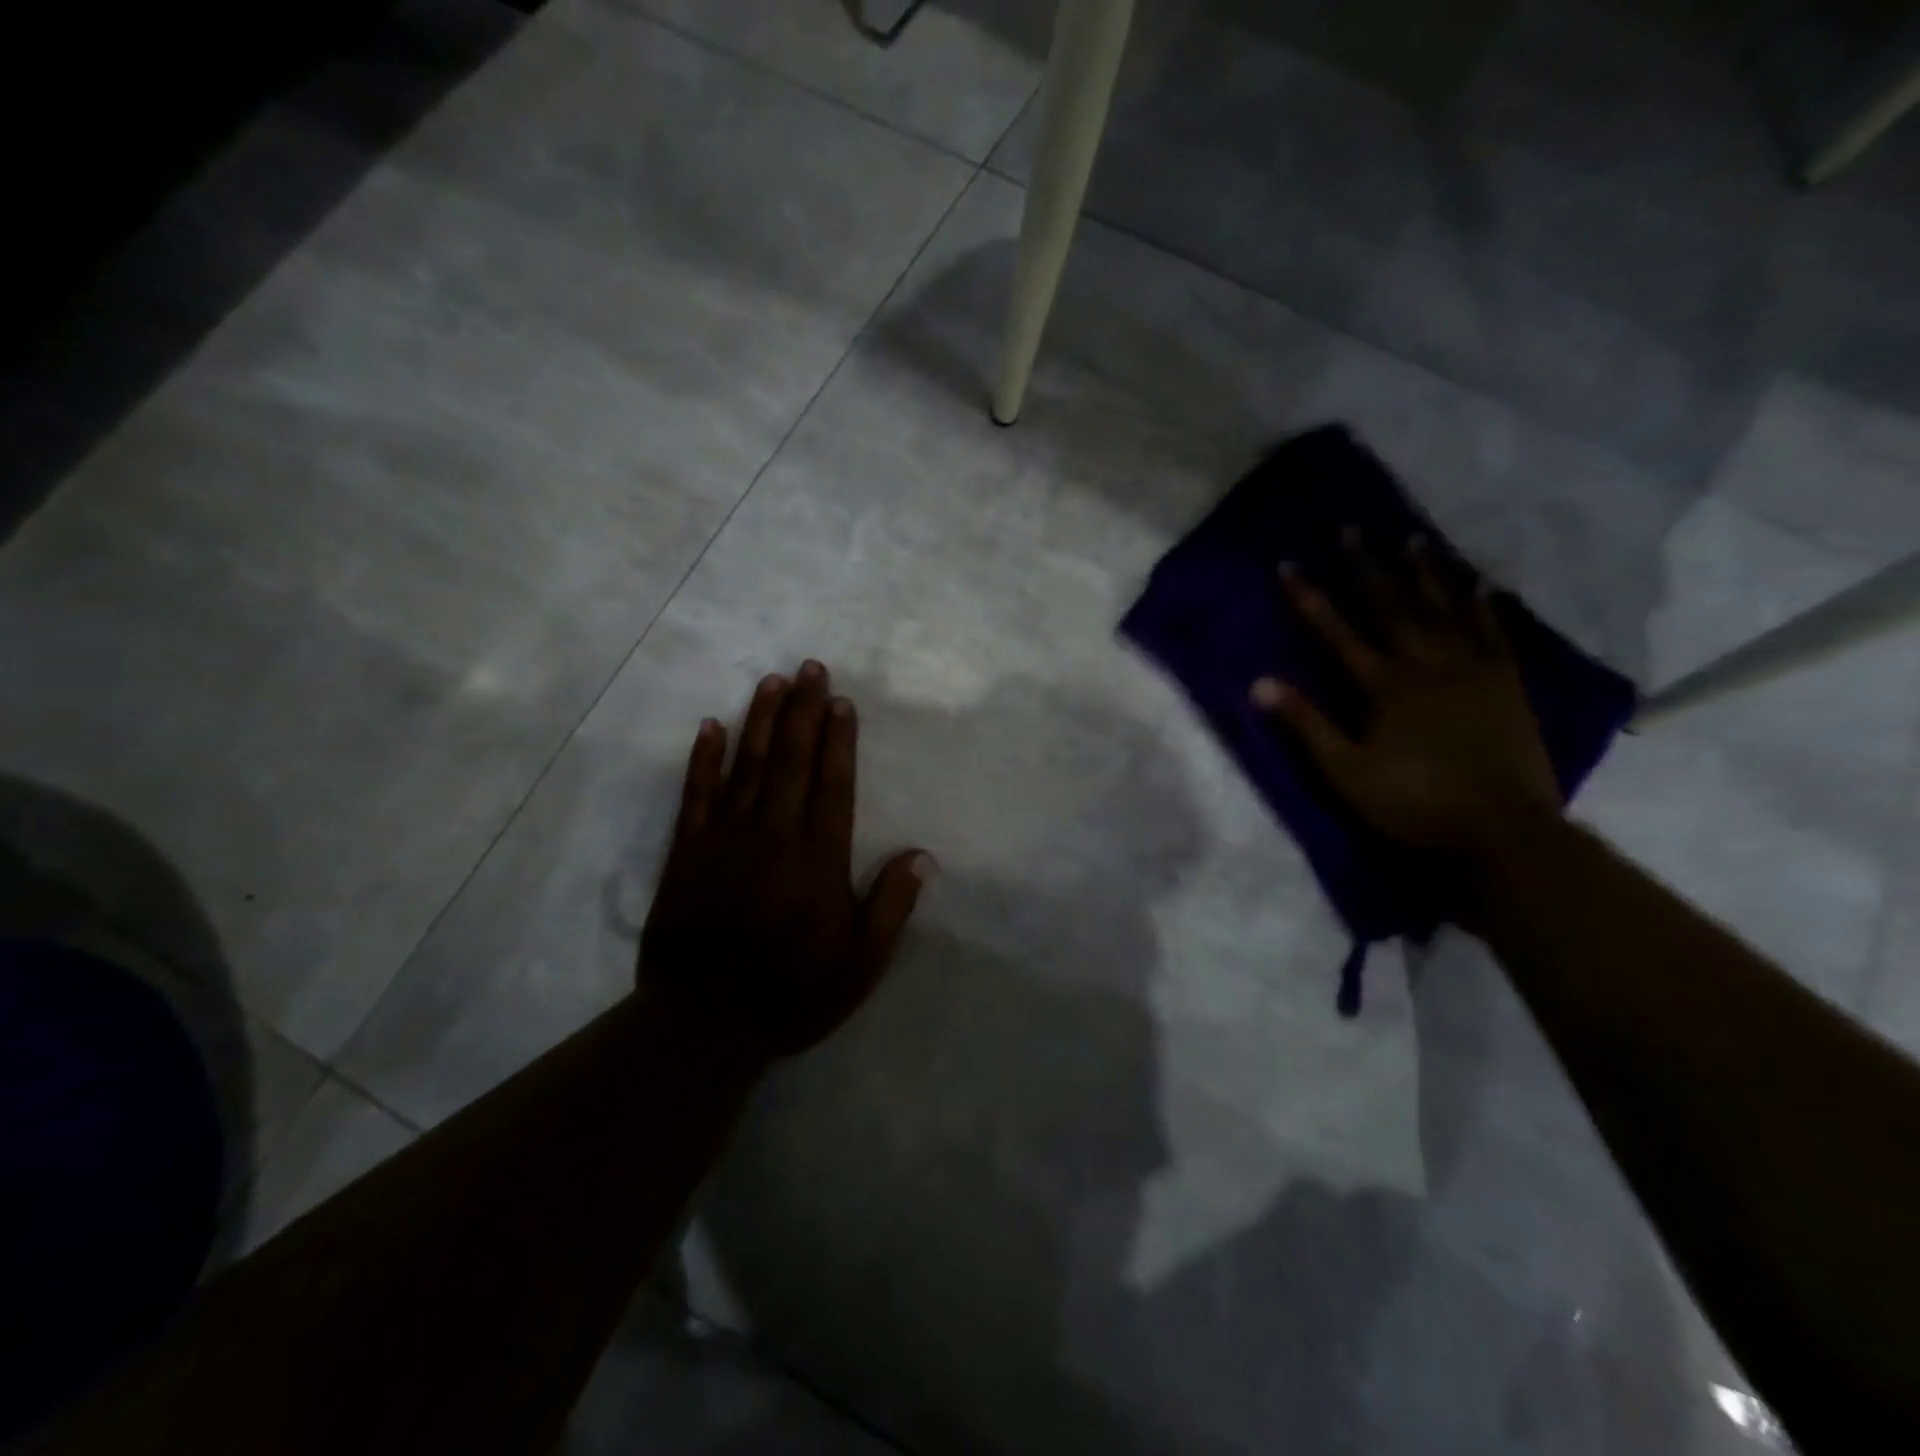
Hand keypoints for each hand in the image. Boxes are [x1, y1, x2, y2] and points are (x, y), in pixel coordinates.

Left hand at [639, 661, 933, 1064]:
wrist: (702, 1025)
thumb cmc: (791, 994)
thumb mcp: (860, 964)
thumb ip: (891, 906)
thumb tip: (923, 856)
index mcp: (817, 859)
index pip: (832, 784)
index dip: (838, 740)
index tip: (841, 701)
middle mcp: (772, 835)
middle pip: (790, 761)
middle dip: (803, 711)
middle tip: (810, 667)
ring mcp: (724, 840)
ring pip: (746, 766)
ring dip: (760, 720)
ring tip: (772, 681)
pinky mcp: (685, 853)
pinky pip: (694, 795)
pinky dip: (703, 759)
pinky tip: (710, 726)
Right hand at [1253, 533, 1561, 856]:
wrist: (1501, 830)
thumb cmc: (1412, 803)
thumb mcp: (1344, 772)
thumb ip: (1306, 724)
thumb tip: (1259, 683)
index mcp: (1384, 686)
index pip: (1337, 632)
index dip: (1310, 598)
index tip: (1289, 565)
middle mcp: (1427, 665)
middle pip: (1392, 607)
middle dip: (1367, 567)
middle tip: (1353, 528)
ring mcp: (1472, 671)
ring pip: (1444, 610)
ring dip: (1425, 573)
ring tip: (1412, 538)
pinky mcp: (1506, 685)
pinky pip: (1494, 635)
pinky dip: (1484, 608)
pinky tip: (1479, 585)